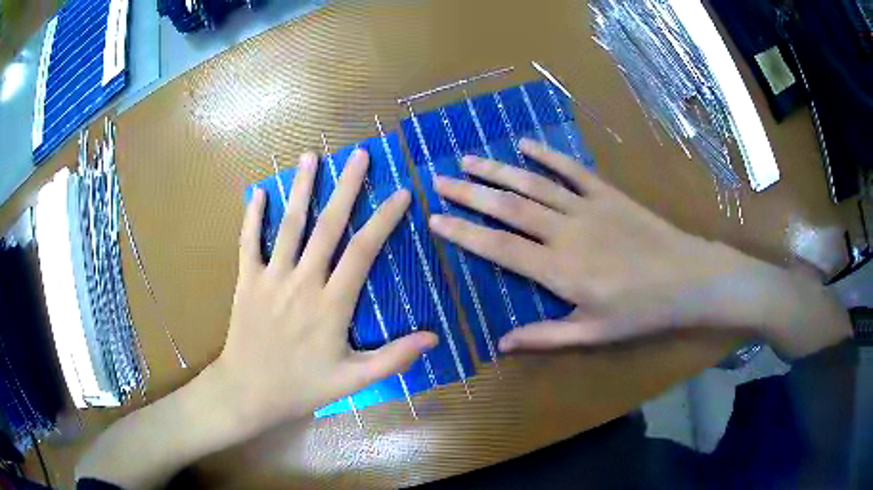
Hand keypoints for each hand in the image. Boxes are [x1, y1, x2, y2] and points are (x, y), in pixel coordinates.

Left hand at [215, 149, 437, 433]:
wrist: (249, 391)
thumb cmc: (301, 387)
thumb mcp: (353, 380)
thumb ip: (393, 358)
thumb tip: (433, 338)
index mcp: (332, 304)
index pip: (363, 251)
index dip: (384, 219)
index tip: (401, 193)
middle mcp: (303, 282)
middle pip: (328, 226)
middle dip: (346, 187)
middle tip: (360, 155)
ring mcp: (271, 278)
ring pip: (289, 225)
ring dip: (300, 188)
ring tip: (311, 157)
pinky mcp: (246, 281)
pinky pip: (248, 242)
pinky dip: (252, 216)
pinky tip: (258, 192)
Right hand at [427, 139, 838, 354]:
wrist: (688, 279)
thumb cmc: (641, 312)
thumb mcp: (593, 334)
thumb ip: (545, 336)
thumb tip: (502, 343)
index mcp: (559, 270)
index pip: (498, 248)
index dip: (464, 233)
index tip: (435, 220)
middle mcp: (565, 232)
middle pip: (509, 207)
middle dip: (470, 193)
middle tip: (439, 180)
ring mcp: (587, 207)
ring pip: (534, 183)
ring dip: (499, 170)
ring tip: (469, 159)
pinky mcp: (607, 193)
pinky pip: (572, 169)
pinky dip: (548, 154)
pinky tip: (526, 143)